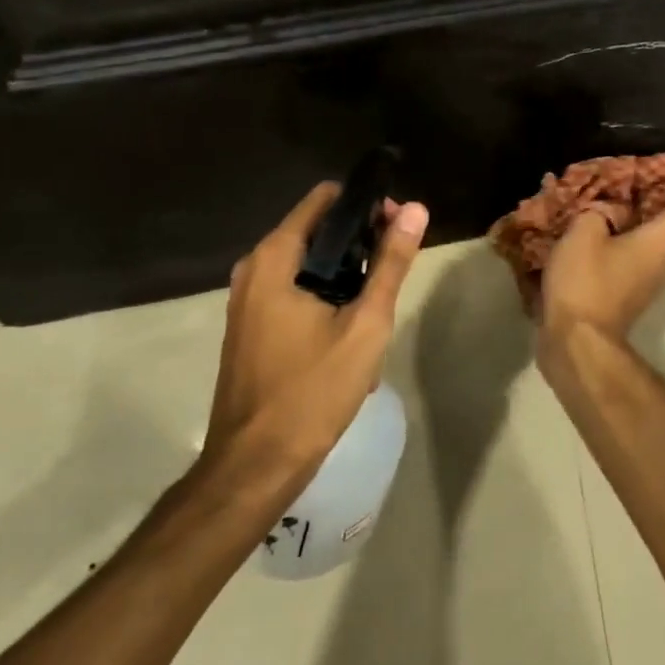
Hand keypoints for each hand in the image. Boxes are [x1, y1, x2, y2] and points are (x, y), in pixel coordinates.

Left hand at [201, 182, 428, 489]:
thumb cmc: (312, 390)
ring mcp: (248, 299)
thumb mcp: (365, 324)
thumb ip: (391, 263)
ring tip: (379, 306)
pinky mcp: (251, 326)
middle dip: (361, 243)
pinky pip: (295, 291)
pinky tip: (351, 333)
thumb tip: (415, 208)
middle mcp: (254, 268)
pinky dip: (326, 298)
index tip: (398, 225)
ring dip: (347, 276)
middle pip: (318, 231)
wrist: (255, 465)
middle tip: (395, 270)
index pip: (325, 199)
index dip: (366, 205)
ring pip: (309, 265)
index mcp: (275, 257)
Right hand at [538, 176, 664, 345]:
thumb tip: (610, 211)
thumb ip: (599, 211)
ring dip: (664, 235)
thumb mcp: (583, 231)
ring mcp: (657, 283)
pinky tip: (612, 239)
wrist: (577, 340)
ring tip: (632, 216)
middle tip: (662, 201)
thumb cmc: (585, 280)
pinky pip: (653, 265)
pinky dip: (642, 250)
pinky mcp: (639, 296)